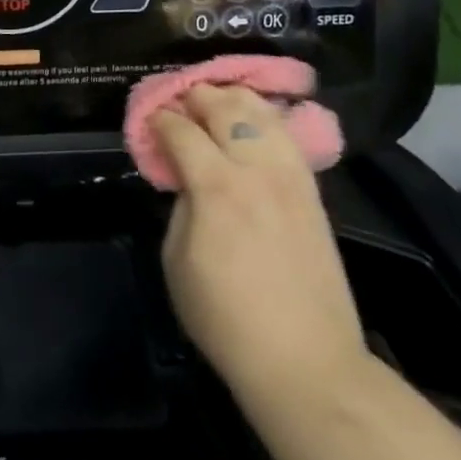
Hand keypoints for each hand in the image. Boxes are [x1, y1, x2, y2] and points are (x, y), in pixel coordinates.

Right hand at [155, 86, 367, 416]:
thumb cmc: (226, 319)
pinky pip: (287, 137)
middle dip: (195, 96)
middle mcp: (256, 170)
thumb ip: (180, 207)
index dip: (159, 119)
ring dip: (233, 99)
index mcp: (217, 187)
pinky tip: (252, 121)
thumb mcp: (176, 261)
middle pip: (225, 107)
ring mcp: (291, 177)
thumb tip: (188, 180)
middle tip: (178, 102)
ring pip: (263, 112)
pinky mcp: (312, 192)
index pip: (181, 130)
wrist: (306, 362)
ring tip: (214, 102)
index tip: (148, 120)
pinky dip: (265, 119)